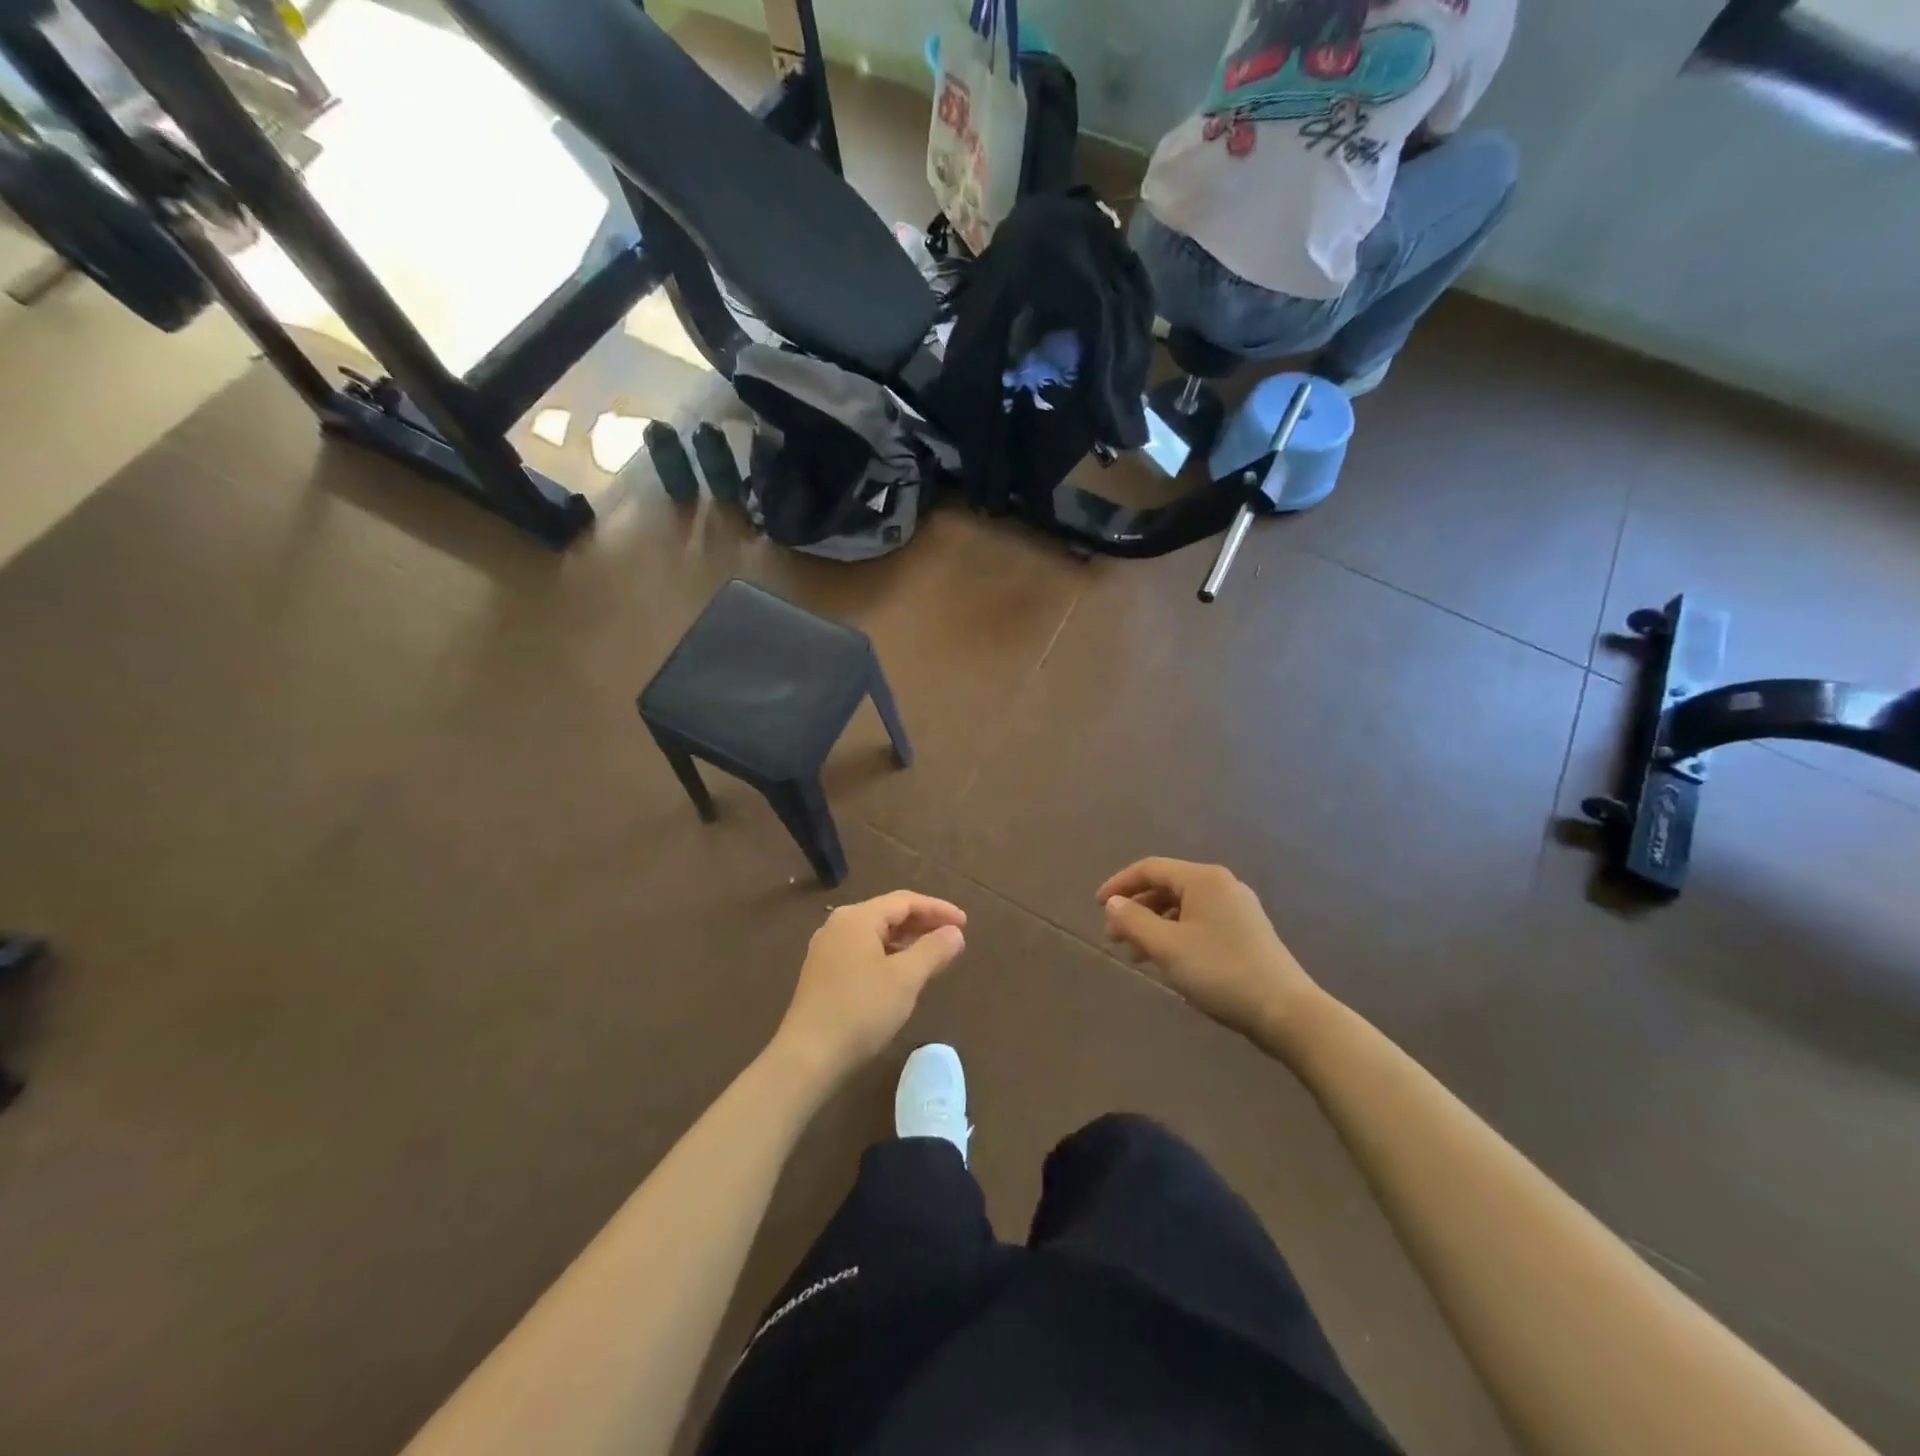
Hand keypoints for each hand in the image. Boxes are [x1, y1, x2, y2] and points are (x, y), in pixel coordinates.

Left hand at [773, 891, 967, 1082]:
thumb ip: (933, 950)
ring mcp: (827, 949)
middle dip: (923, 924)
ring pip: (876, 934)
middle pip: (888, 914)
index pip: (905, 901)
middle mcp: (838, 925)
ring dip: (906, 941)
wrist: (807, 1057)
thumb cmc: (860, 1011)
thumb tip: (955, 933)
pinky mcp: (823, 972)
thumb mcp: (905, 979)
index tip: (965, 923)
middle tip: (954, 937)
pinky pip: (863, 951)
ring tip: (934, 955)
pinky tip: (902, 974)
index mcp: (857, 918)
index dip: (938, 909)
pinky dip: (888, 955)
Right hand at [1098, 858, 1320, 1047]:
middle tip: (1114, 937)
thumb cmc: (1221, 972)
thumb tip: (1113, 903)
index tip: (1097, 907)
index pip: (1150, 868)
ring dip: (1154, 925)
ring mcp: (1238, 908)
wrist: (1286, 1011)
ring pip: (1183, 907)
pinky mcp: (1247, 931)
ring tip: (1136, 955)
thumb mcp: (1167, 947)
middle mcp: (1222, 885)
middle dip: (1136, 909)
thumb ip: (1133, 921)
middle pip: (1167, 886)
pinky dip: (1176, 934)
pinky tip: (1168, 960)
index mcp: (1203, 879)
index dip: (1120, 884)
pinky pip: (1200, 922)